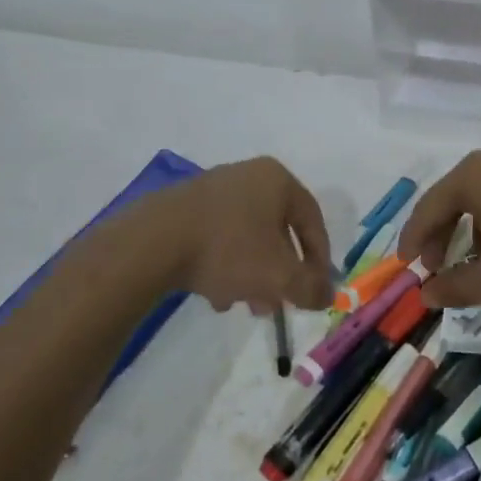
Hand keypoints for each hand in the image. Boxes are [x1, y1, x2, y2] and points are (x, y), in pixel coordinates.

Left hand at [154, 157, 333, 312]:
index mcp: (277, 180)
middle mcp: (248, 175)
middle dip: (281, 272)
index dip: (320, 259)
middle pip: (277, 230)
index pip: (313, 220)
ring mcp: (213, 188)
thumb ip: (310, 288)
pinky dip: (224, 265)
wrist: (152, 242)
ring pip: (246, 237)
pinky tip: (215, 294)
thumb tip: (328, 296)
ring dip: (252, 274)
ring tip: (245, 305)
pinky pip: (217, 237)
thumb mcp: (279, 276)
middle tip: (280, 303)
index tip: (317, 288)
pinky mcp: (184, 206)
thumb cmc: (229, 249)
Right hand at [398, 142, 480, 308]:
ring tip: (472, 265)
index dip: (413, 240)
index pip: (428, 208)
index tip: (406, 267)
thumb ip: (454, 287)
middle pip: (454, 199)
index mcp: (473, 175)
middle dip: (442, 236)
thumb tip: (426, 295)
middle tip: (435, 268)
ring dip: (471, 232)